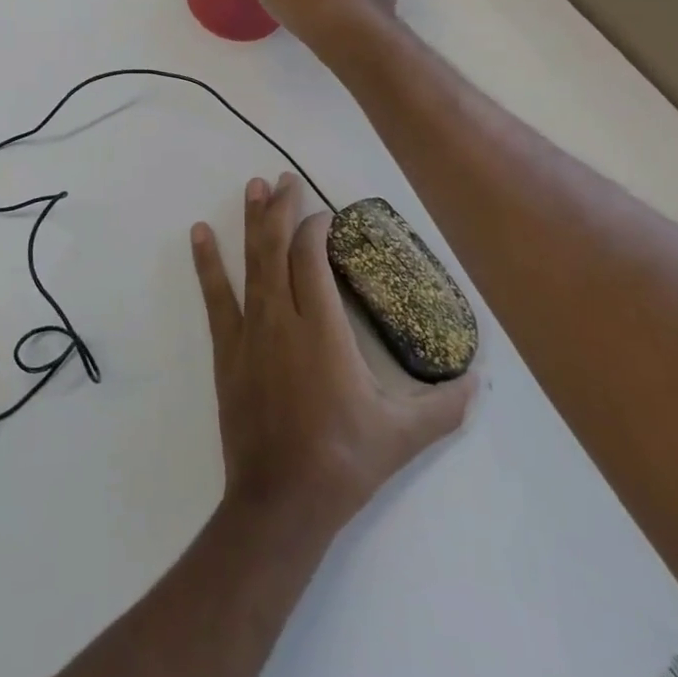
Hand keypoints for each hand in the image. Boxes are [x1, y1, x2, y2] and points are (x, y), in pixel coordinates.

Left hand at [191, 174, 474, 541]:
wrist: (281, 500)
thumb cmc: (343, 461)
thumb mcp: (402, 436)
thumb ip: (444, 406)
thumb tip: (478, 382)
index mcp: (323, 331)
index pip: (313, 259)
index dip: (316, 229)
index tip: (325, 213)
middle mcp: (283, 318)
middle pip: (279, 248)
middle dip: (284, 209)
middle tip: (285, 177)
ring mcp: (250, 330)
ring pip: (250, 262)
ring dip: (253, 221)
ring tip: (254, 185)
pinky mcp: (227, 347)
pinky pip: (215, 296)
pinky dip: (207, 261)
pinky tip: (198, 232)